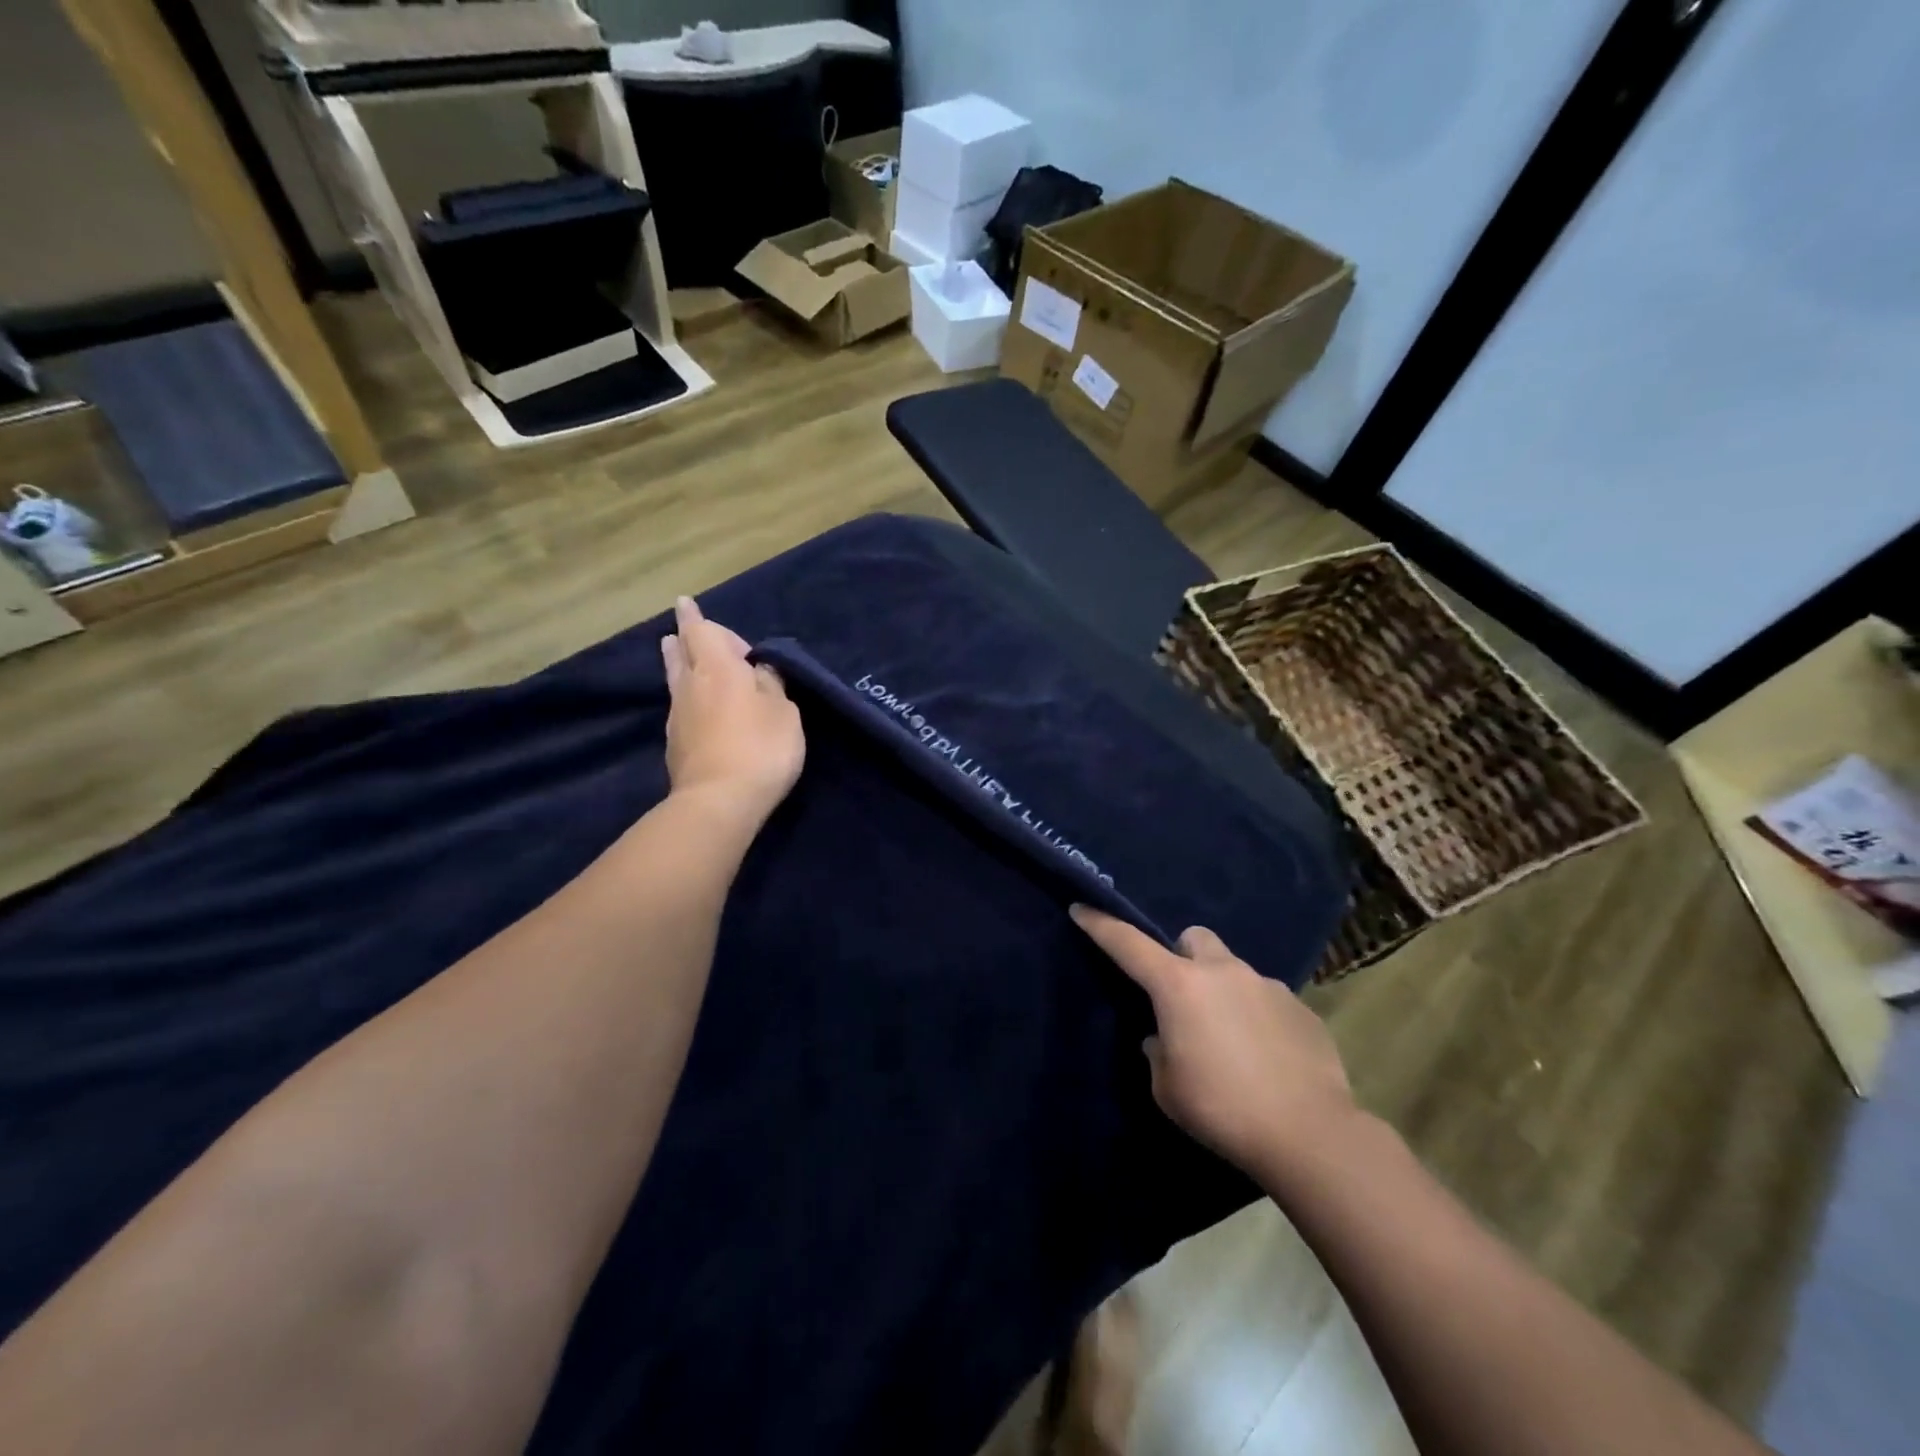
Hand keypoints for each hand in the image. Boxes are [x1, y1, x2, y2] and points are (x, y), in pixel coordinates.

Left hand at [660, 596, 804, 820]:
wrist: (718, 801)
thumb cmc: (761, 748)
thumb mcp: (784, 712)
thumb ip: (771, 685)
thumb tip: (758, 670)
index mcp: (719, 668)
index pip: (701, 632)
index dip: (694, 617)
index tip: (685, 603)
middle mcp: (691, 686)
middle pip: (681, 653)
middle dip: (683, 639)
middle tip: (681, 632)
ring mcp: (678, 717)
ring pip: (676, 680)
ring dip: (679, 665)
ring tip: (678, 655)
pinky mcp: (675, 745)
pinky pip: (681, 707)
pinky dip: (688, 698)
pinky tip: (698, 707)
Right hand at [1070, 906, 1353, 1176]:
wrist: (1309, 1134)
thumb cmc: (1222, 1109)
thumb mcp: (1167, 1088)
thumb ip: (1159, 1052)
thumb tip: (1165, 1038)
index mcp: (1179, 986)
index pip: (1128, 944)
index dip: (1100, 924)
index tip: (1082, 908)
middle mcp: (1223, 972)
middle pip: (1193, 939)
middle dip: (1182, 956)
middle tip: (1182, 995)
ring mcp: (1266, 986)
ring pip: (1233, 970)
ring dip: (1222, 991)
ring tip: (1230, 1038)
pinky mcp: (1300, 1008)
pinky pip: (1267, 1000)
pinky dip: (1257, 1017)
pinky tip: (1265, 1056)